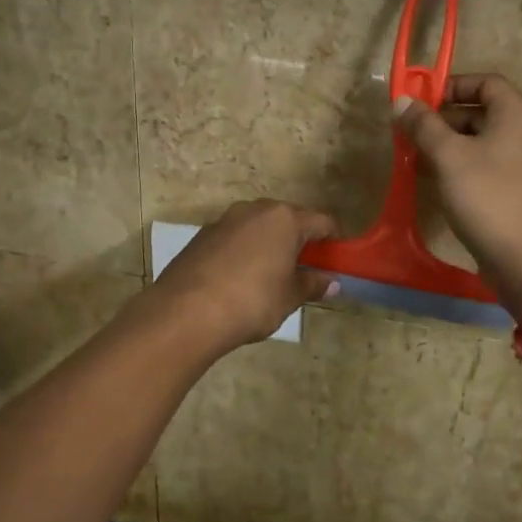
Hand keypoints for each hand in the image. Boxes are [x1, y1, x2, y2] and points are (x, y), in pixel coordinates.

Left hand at [143, 200, 339, 351]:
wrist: (185, 312)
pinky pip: (235, 237)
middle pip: (289, 219)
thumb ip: (312, 285)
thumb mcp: (289, 297)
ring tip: (271, 276)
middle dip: (299, 240)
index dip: (333, 240)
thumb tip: (332, 282)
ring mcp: (225, 219)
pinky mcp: (202, 235)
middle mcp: (256, 209)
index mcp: (285, 218)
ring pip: (259, 226)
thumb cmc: (251, 301)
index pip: (322, 222)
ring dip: (269, 244)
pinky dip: (244, 251)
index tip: (336, 261)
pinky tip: (239, 279)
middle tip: (305, 270)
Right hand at [394, 73, 521, 312]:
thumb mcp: (448, 156)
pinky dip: (468, 170)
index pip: (487, 82)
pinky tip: (442, 187)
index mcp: (519, 115)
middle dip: (446, 121)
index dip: (453, 85)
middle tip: (414, 136)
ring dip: (453, 148)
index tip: (423, 102)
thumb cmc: (488, 196)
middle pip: (485, 113)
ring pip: (487, 145)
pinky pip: (494, 170)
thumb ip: (424, 125)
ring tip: (420, 162)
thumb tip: (402, 101)